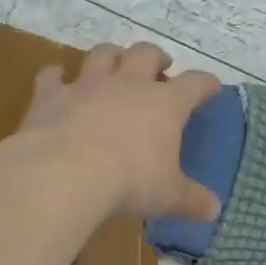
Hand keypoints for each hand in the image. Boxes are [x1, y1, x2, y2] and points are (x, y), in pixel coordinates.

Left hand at [17, 42, 223, 220]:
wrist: (66, 173)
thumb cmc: (129, 182)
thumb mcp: (168, 197)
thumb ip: (192, 201)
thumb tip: (214, 210)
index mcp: (165, 104)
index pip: (195, 84)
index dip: (206, 84)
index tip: (212, 88)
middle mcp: (128, 84)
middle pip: (146, 54)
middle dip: (156, 56)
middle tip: (160, 65)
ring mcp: (87, 85)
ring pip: (102, 54)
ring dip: (111, 55)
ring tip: (114, 62)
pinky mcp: (52, 95)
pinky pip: (52, 76)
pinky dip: (55, 76)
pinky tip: (56, 79)